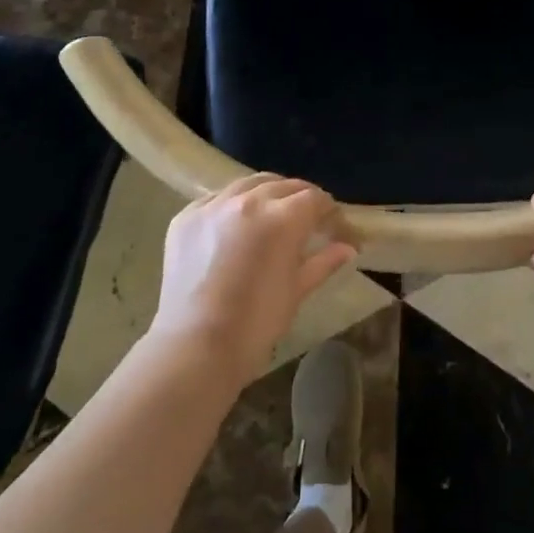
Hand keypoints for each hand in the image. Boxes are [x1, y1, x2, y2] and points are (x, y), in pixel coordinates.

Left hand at [149, 173, 356, 387]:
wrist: (194, 348)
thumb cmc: (255, 325)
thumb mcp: (296, 292)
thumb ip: (323, 262)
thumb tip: (347, 248)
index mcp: (282, 218)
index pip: (315, 199)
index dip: (331, 213)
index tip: (338, 232)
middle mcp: (248, 200)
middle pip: (285, 186)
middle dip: (302, 201)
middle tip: (309, 223)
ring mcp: (213, 205)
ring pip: (250, 184)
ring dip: (268, 196)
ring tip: (272, 217)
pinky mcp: (186, 216)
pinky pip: (217, 199)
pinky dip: (233, 207)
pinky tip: (235, 228)